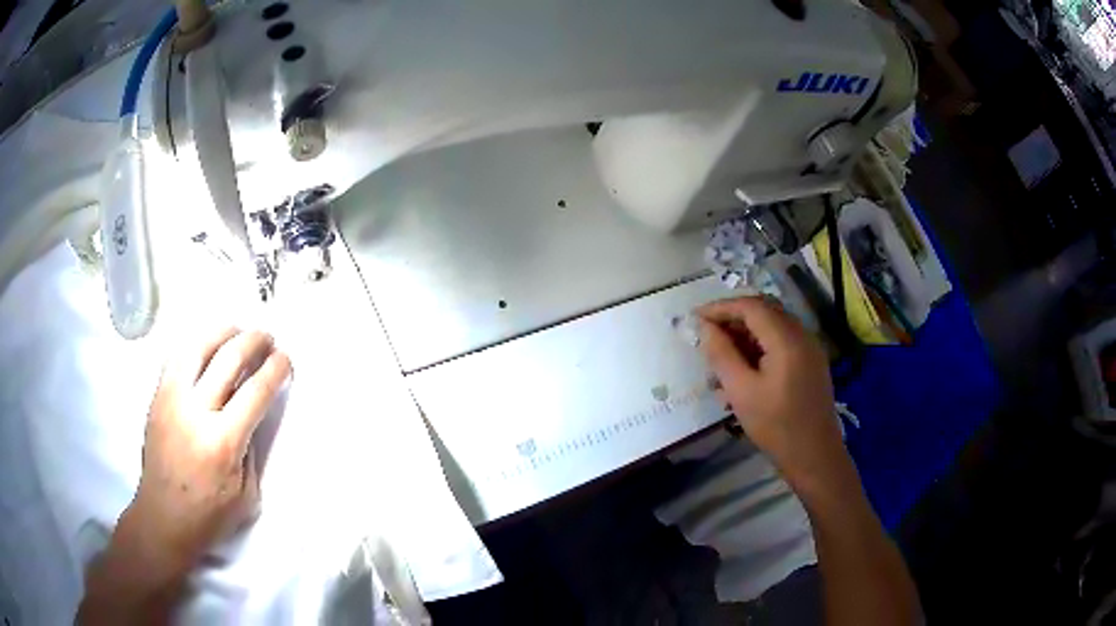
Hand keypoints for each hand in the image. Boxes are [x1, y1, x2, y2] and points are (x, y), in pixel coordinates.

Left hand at [118, 328, 291, 582]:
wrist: (163, 518)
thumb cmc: (209, 515)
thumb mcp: (247, 495)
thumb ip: (250, 450)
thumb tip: (248, 416)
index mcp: (223, 442)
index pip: (255, 392)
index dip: (275, 370)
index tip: (285, 359)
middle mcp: (195, 412)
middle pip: (228, 359)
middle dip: (253, 342)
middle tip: (267, 338)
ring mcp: (171, 399)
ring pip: (198, 347)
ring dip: (222, 332)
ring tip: (237, 330)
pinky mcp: (157, 397)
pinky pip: (176, 357)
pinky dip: (195, 344)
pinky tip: (206, 345)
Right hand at [698, 297, 851, 494]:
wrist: (814, 455)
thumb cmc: (776, 425)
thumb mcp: (741, 391)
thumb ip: (721, 354)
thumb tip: (705, 327)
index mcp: (787, 339)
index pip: (751, 307)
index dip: (721, 308)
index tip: (696, 318)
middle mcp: (802, 335)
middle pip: (764, 311)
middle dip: (733, 318)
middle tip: (707, 335)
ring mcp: (810, 348)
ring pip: (773, 326)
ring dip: (746, 333)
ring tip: (721, 356)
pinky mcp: (811, 362)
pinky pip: (783, 341)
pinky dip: (760, 346)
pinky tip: (744, 369)